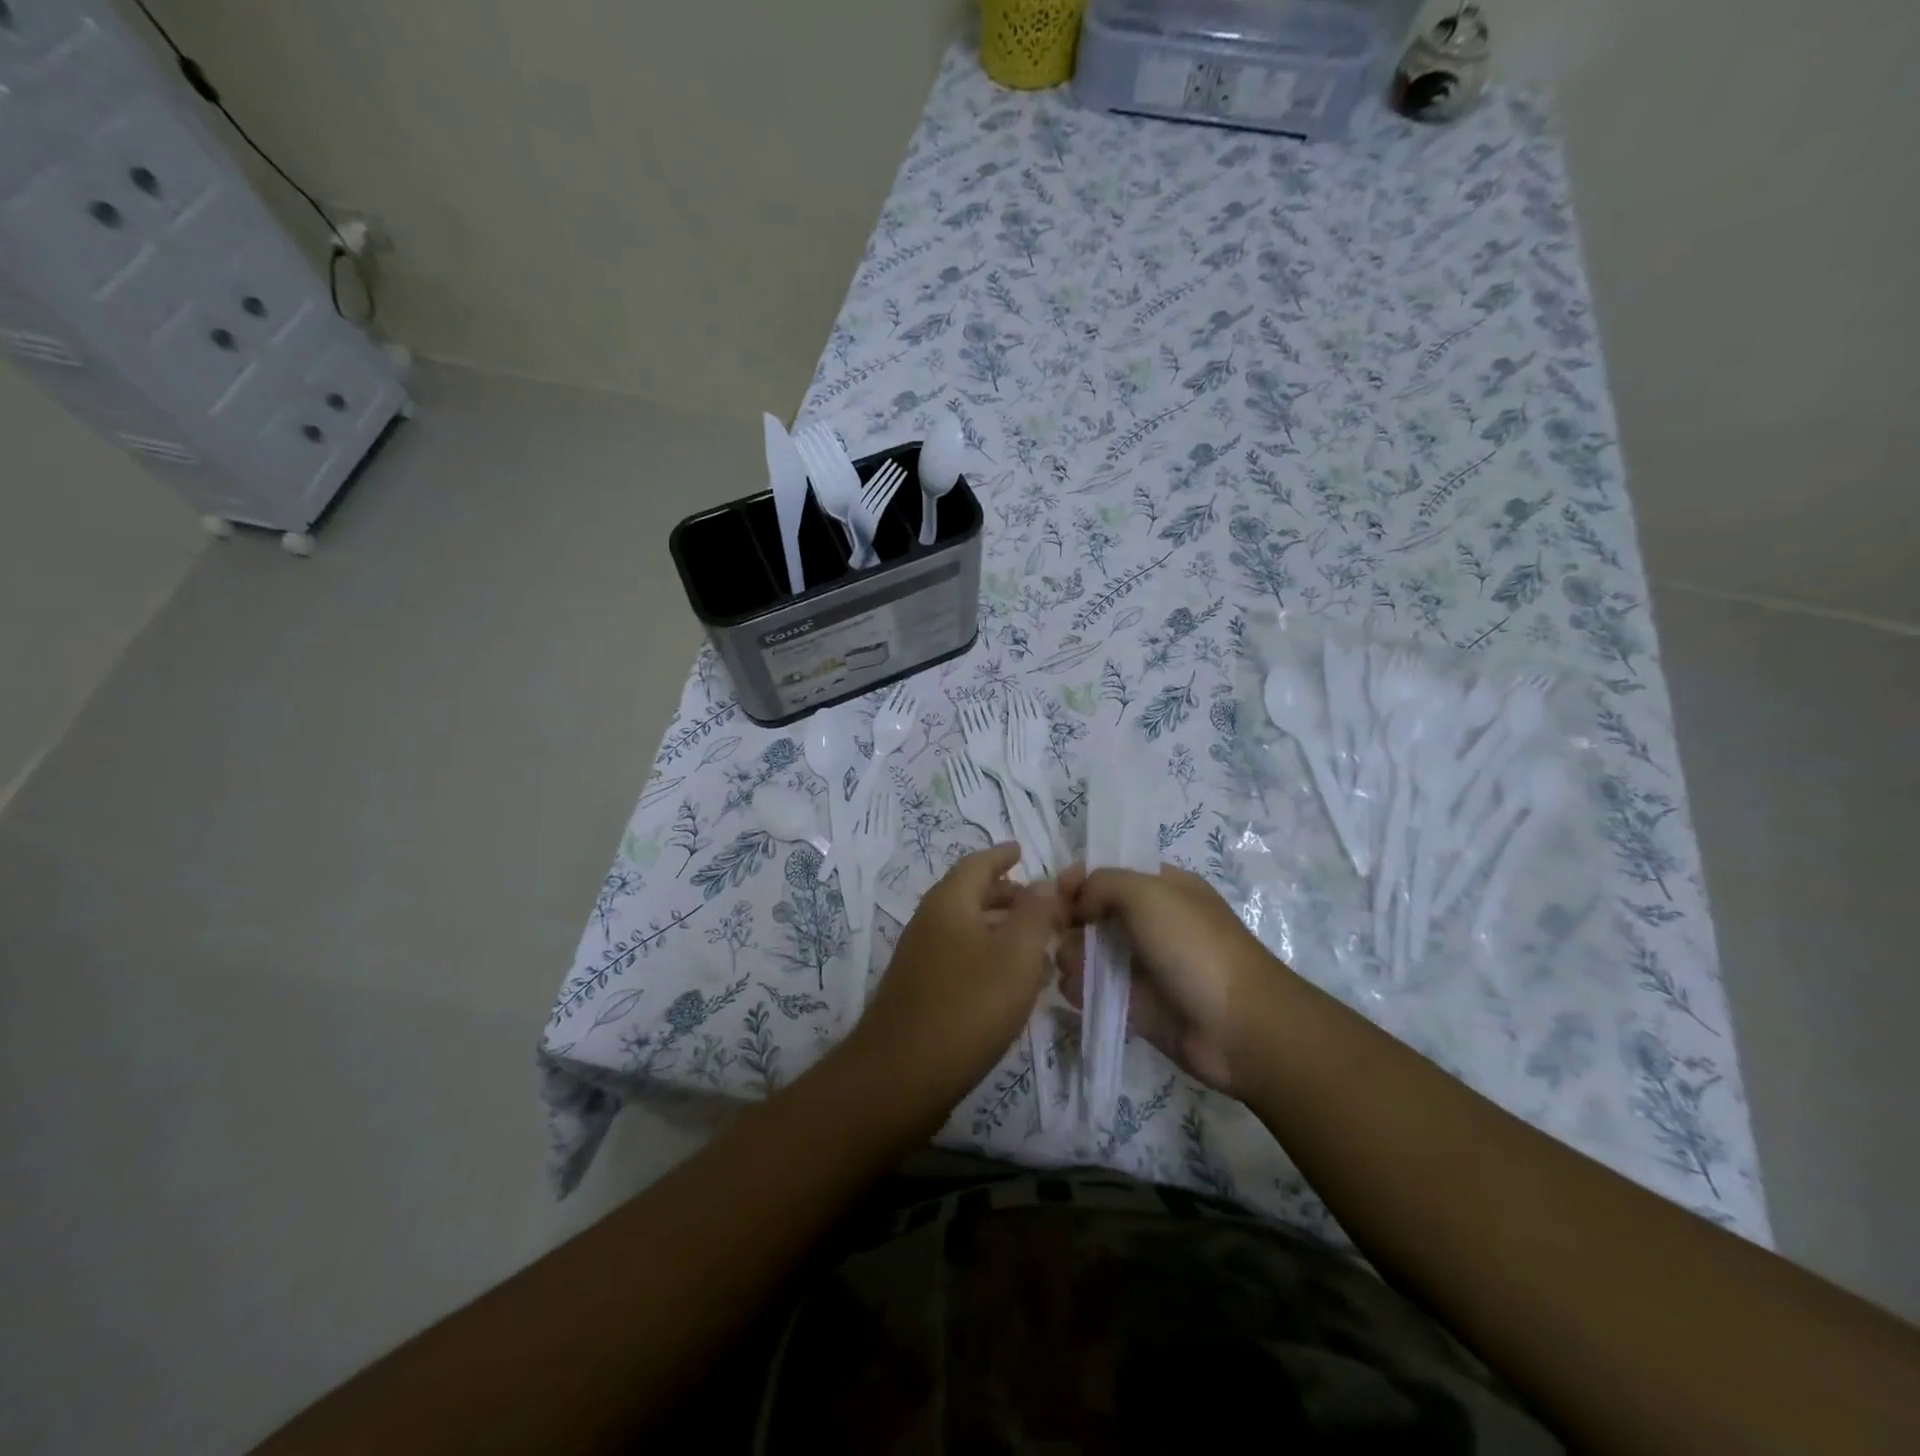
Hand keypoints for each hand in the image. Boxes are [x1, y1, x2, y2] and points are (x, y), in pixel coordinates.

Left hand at [842, 843, 1063, 1129]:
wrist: (900, 1077)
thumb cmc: (967, 1006)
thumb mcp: (1016, 954)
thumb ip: (1035, 913)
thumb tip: (1044, 882)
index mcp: (949, 903)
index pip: (977, 864)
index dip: (1002, 855)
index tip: (1022, 850)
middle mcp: (929, 923)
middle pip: (971, 895)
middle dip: (1007, 894)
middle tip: (1042, 903)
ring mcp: (921, 959)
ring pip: (967, 929)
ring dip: (1002, 929)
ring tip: (1038, 944)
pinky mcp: (921, 992)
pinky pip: (961, 958)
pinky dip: (990, 957)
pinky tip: (1012, 984)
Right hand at [1057, 862, 1282, 1096]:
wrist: (1238, 1026)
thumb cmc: (1193, 947)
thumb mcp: (1147, 892)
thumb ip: (1103, 883)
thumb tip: (1079, 903)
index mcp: (1162, 887)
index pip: (1109, 873)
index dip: (1078, 880)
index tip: (1054, 895)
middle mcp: (1151, 922)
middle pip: (1093, 914)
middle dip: (1070, 923)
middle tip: (1059, 936)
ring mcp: (1143, 965)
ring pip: (1090, 953)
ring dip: (1072, 958)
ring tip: (1073, 969)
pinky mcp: (1136, 1005)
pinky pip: (1096, 991)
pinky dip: (1081, 991)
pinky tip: (1078, 994)